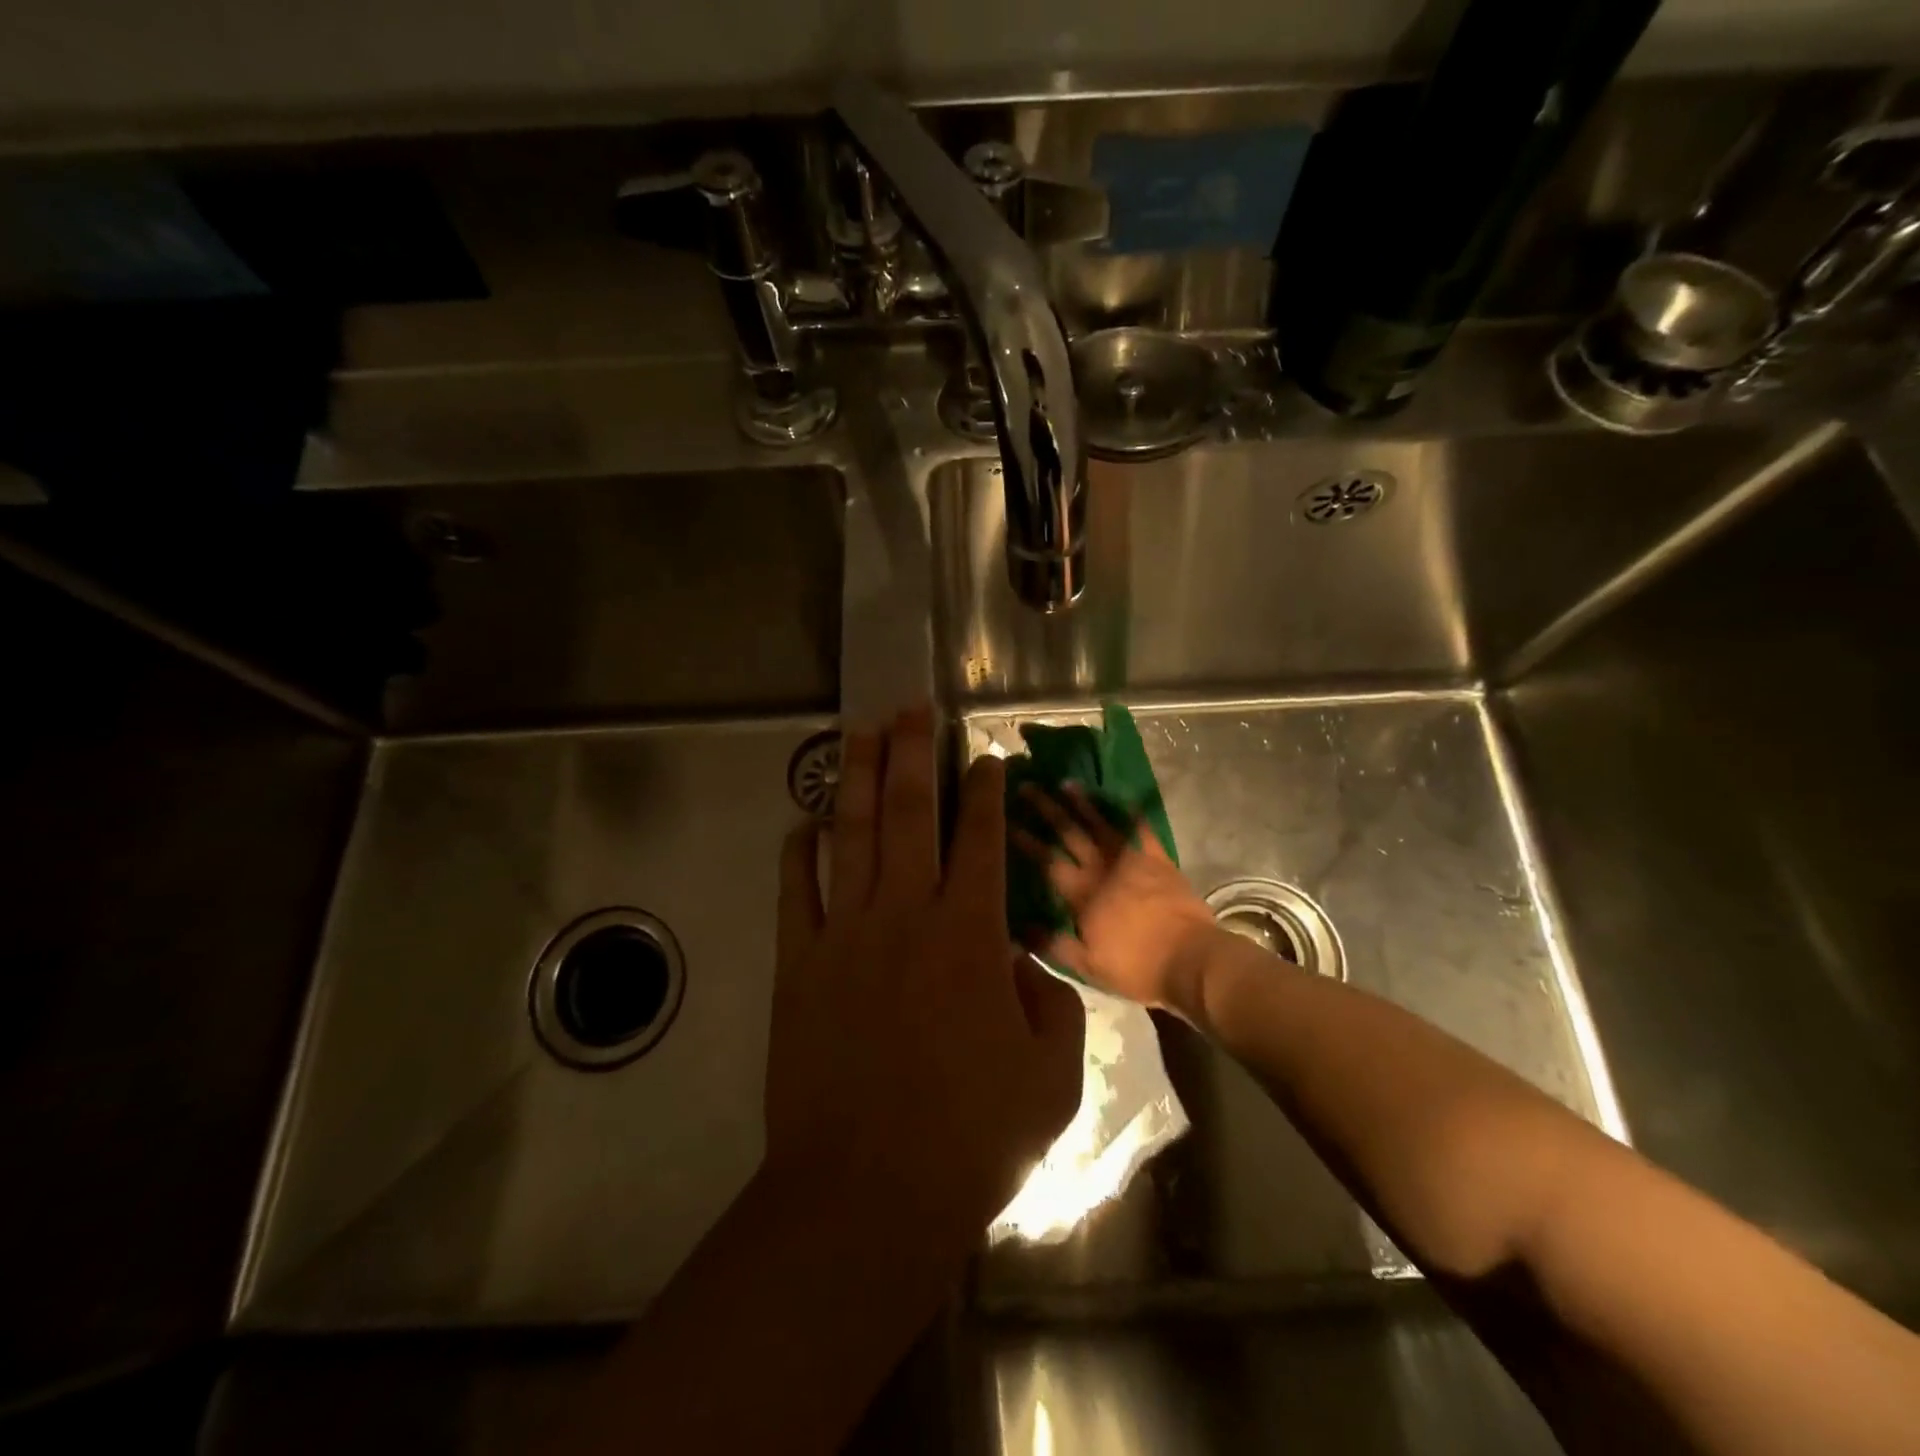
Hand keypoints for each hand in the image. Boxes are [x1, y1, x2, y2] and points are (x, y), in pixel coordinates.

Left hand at [766, 708, 1084, 1265]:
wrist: (867, 1194)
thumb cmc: (971, 1139)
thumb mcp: (1051, 1076)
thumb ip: (1047, 1004)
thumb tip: (1018, 961)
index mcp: (970, 936)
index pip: (983, 840)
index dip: (988, 789)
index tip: (987, 756)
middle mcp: (905, 916)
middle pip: (908, 813)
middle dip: (912, 752)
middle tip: (911, 707)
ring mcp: (843, 935)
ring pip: (848, 835)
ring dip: (854, 777)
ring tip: (858, 731)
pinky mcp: (797, 965)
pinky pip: (795, 891)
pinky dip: (797, 852)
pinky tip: (801, 823)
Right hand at [1013, 784, 1218, 1011]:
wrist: (1191, 960)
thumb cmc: (1137, 967)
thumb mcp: (1087, 966)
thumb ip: (1051, 944)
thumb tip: (1016, 928)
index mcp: (1082, 894)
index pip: (1046, 861)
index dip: (1025, 840)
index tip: (1006, 821)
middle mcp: (1102, 868)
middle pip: (1069, 833)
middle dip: (1046, 810)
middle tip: (1028, 788)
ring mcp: (1133, 860)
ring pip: (1102, 825)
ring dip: (1083, 803)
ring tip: (1066, 783)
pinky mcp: (1159, 860)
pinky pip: (1142, 830)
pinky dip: (1132, 814)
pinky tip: (1123, 800)